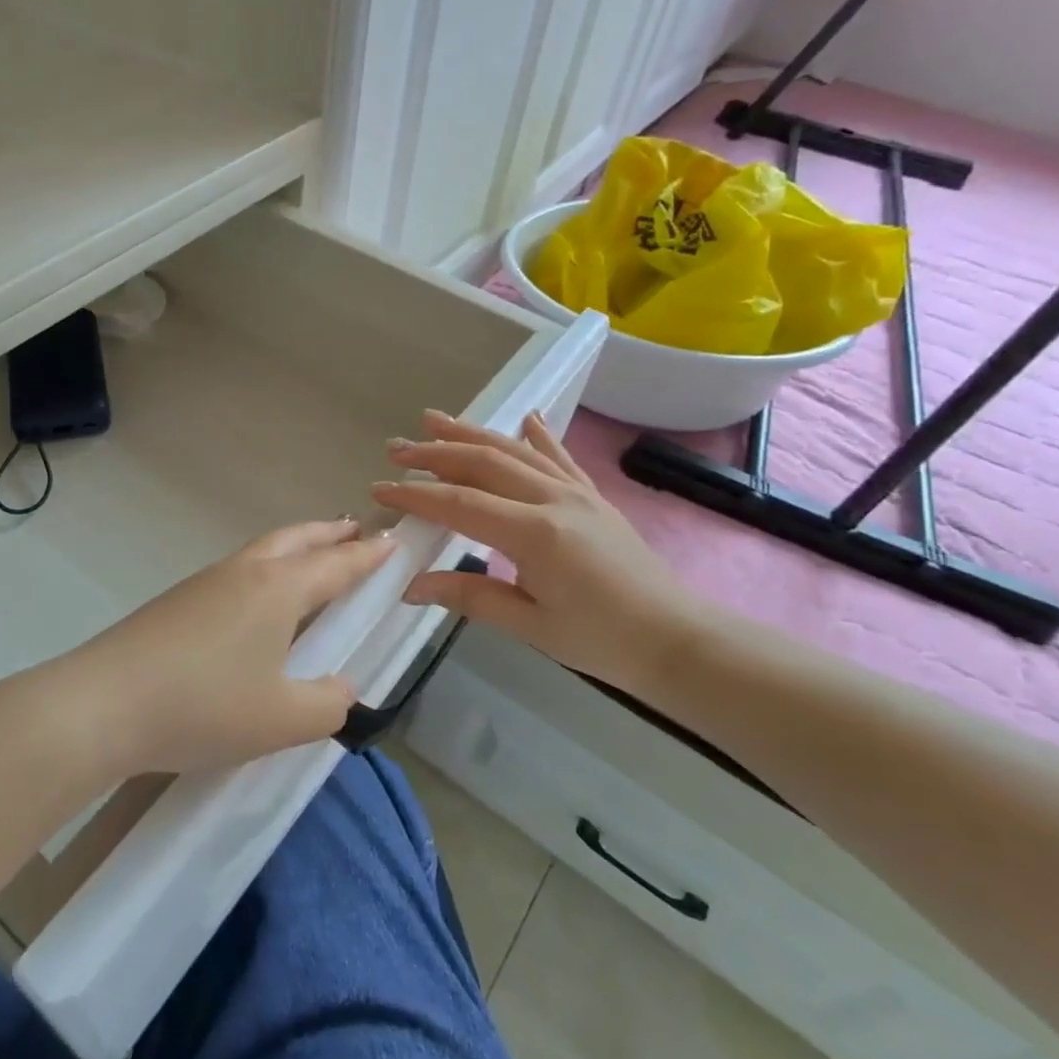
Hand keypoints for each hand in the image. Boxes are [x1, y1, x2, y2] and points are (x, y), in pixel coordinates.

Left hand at [65, 519, 392, 775]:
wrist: (104, 703)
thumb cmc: (204, 707)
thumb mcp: (281, 720)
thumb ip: (326, 704)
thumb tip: (342, 688)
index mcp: (278, 589)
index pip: (336, 564)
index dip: (367, 555)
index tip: (391, 538)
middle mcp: (244, 573)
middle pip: (296, 540)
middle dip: (329, 534)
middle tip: (355, 529)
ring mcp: (205, 582)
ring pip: (262, 551)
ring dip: (295, 547)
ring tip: (312, 556)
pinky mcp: (177, 601)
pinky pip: (237, 572)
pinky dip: (265, 569)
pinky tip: (257, 600)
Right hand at [372, 410, 711, 699]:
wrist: (678, 640)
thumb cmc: (603, 641)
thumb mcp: (531, 625)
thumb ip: (470, 597)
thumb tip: (411, 587)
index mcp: (535, 533)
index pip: (461, 503)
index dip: (417, 494)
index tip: (380, 489)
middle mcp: (553, 499)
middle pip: (483, 463)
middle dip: (435, 453)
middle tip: (396, 448)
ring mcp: (576, 493)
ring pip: (515, 450)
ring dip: (472, 432)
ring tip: (435, 419)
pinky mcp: (593, 497)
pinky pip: (559, 457)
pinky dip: (537, 435)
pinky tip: (525, 417)